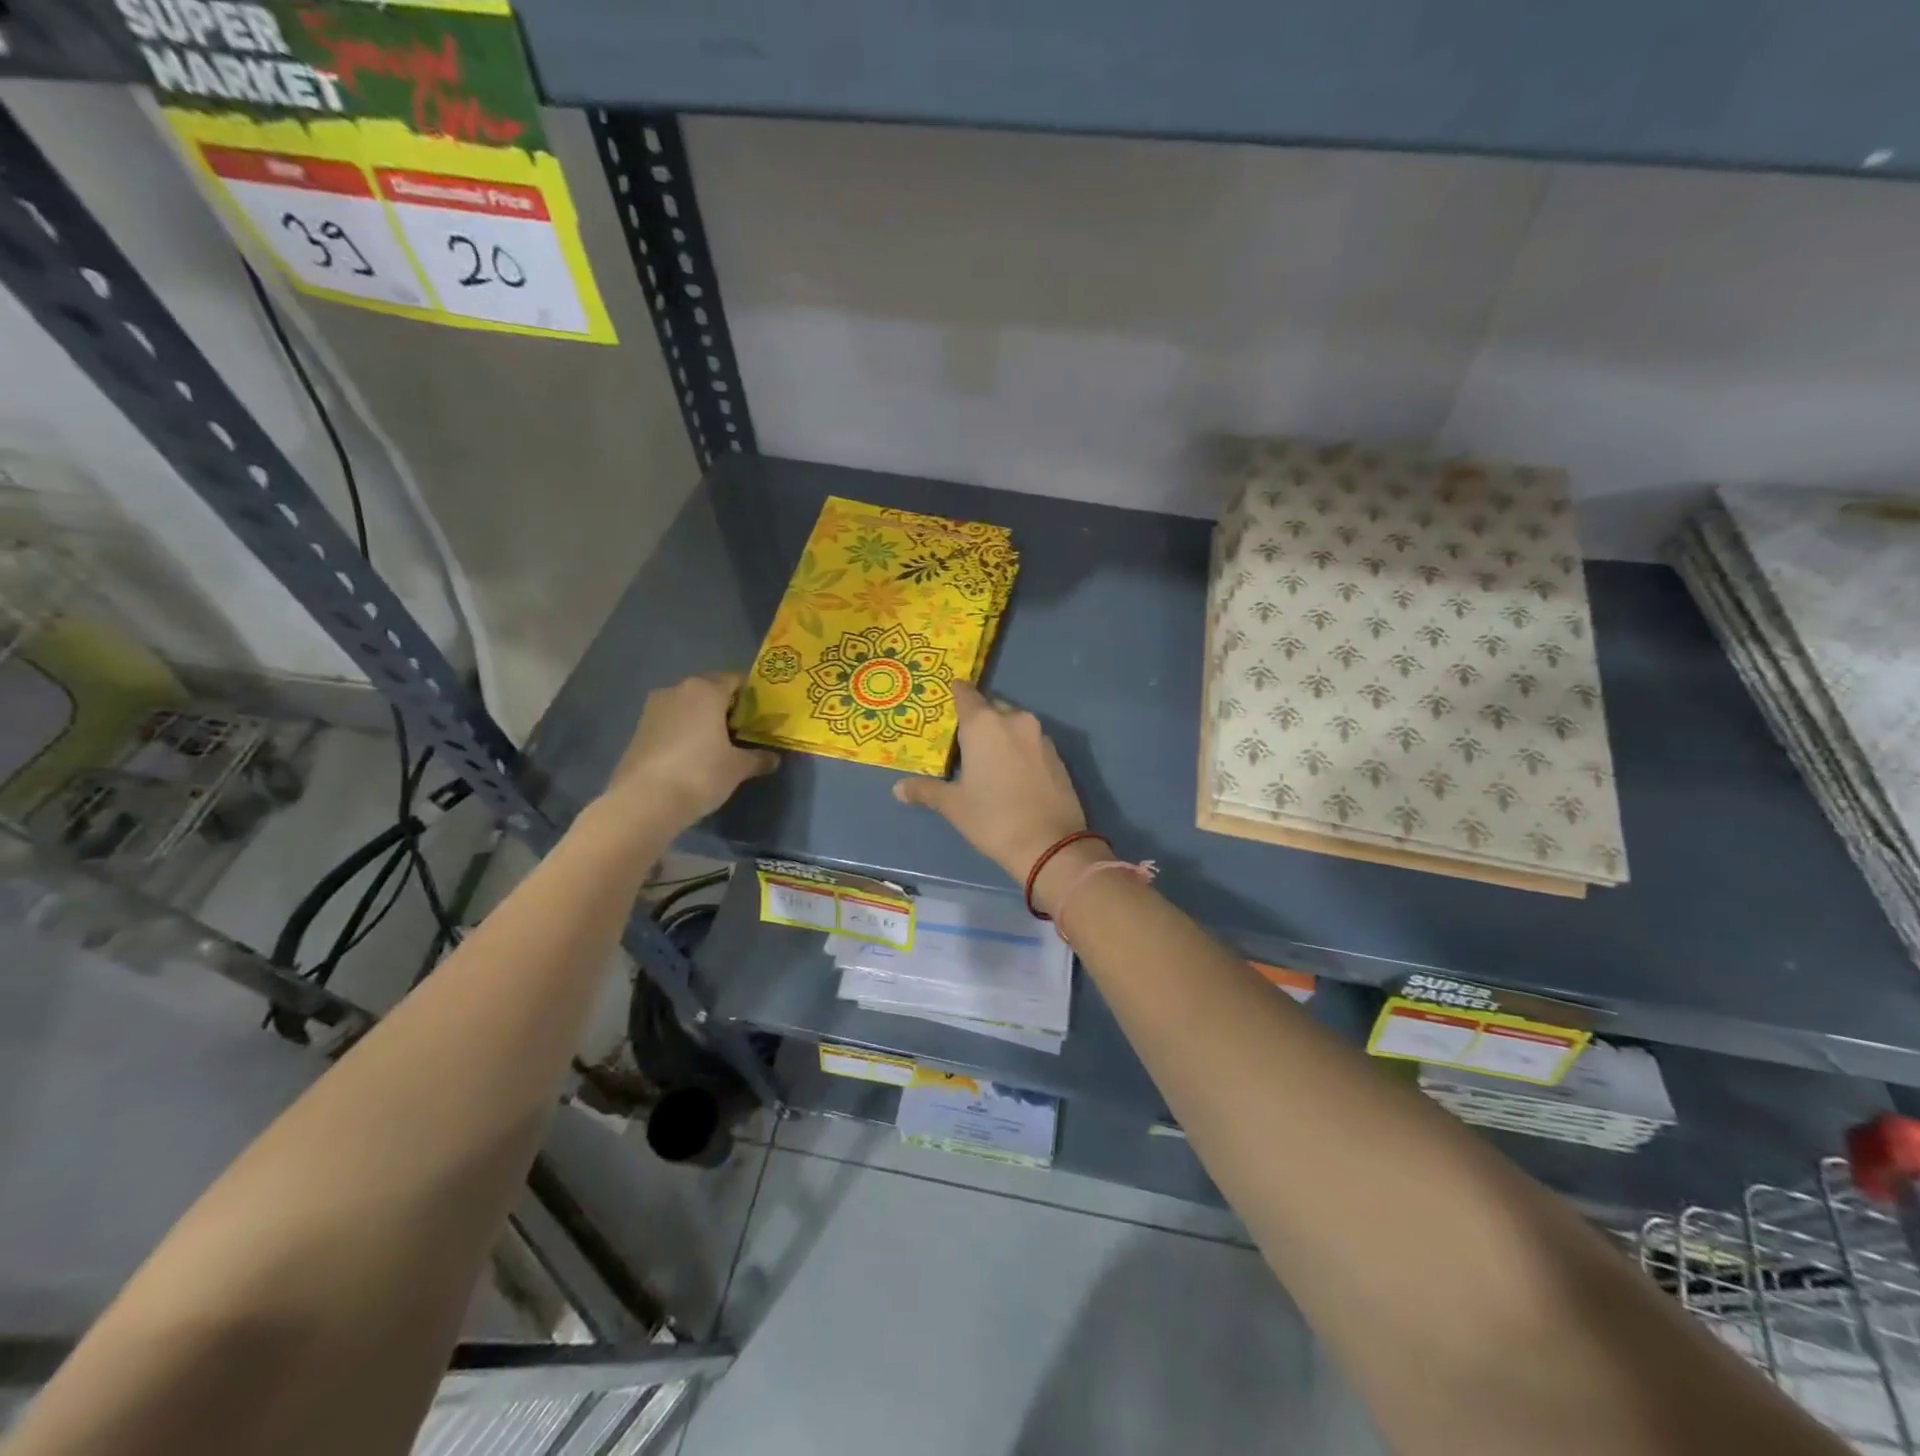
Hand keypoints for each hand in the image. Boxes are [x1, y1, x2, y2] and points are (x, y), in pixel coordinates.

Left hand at [603, 672, 778, 828]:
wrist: (645, 801)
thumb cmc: (700, 773)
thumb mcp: (738, 768)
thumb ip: (758, 758)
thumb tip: (774, 759)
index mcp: (706, 690)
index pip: (735, 680)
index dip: (751, 697)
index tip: (760, 716)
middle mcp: (677, 690)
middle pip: (709, 691)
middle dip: (726, 707)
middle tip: (742, 731)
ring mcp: (653, 709)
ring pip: (687, 706)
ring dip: (702, 719)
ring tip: (717, 745)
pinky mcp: (638, 729)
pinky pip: (671, 722)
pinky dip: (684, 732)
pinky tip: (692, 755)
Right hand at [893, 682, 1094, 896]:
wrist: (1050, 844)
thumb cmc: (993, 818)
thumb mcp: (953, 805)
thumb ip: (925, 790)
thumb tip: (898, 788)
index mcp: (984, 724)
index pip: (965, 694)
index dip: (955, 694)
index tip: (945, 700)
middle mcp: (1014, 720)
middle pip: (991, 707)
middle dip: (977, 718)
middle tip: (962, 739)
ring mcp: (1040, 736)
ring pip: (1013, 723)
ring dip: (1000, 733)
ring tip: (986, 757)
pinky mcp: (1056, 754)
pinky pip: (1030, 741)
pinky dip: (1018, 748)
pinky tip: (1011, 771)